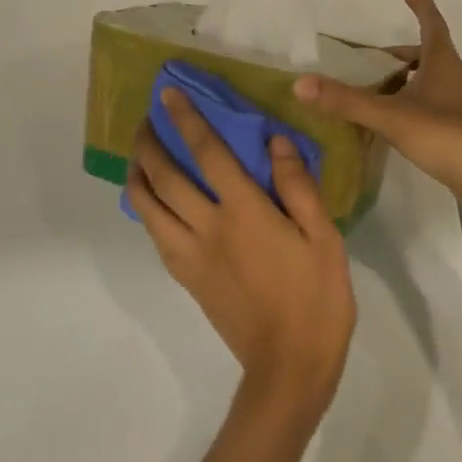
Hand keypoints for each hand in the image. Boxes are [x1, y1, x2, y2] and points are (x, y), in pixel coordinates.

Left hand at [128, 91, 354, 414]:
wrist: (289, 366)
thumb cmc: (316, 298)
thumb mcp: (324, 237)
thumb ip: (297, 186)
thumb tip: (274, 141)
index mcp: (245, 212)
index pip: (207, 153)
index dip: (186, 120)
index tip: (167, 96)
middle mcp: (208, 227)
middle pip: (165, 178)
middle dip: (149, 144)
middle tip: (144, 121)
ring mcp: (191, 255)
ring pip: (149, 209)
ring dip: (138, 176)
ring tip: (137, 157)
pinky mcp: (187, 278)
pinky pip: (156, 236)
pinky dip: (146, 212)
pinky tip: (152, 203)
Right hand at [294, 0, 461, 210]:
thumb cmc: (445, 134)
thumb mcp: (391, 115)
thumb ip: (346, 101)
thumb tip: (300, 84)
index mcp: (441, 63)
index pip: (432, 23)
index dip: (420, 7)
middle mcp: (452, 78)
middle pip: (427, 55)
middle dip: (401, 52)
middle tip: (374, 57)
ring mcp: (455, 106)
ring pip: (426, 83)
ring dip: (402, 81)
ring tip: (372, 90)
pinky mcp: (455, 131)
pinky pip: (426, 108)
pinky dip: (406, 106)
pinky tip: (388, 123)